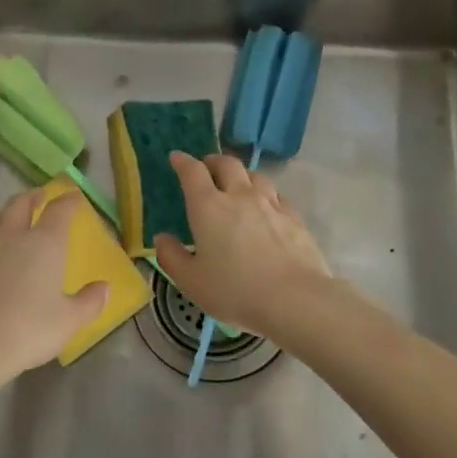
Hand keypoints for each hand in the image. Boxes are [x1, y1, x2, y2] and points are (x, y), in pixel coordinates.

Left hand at [0, 188, 108, 391]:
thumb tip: (105, 287)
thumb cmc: (27, 331)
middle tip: (39, 197)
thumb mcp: (69, 322)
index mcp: (44, 243)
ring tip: (7, 219)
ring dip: (2, 214)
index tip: (74, 196)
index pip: (60, 210)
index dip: (69, 200)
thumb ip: (90, 302)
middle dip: (33, 197)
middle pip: (21, 204)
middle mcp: (11, 236)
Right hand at [153, 153, 331, 334]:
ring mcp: (270, 203)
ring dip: (241, 175)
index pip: (193, 172)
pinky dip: (266, 194)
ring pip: (254, 175)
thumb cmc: (235, 291)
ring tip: (237, 185)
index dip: (182, 162)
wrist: (294, 299)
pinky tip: (266, 206)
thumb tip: (161, 238)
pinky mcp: (293, 216)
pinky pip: (276, 194)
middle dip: (213, 161)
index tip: (176, 158)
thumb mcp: (191, 281)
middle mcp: (239, 196)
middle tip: (206, 168)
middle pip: (227, 164)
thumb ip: (172, 257)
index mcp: (208, 207)